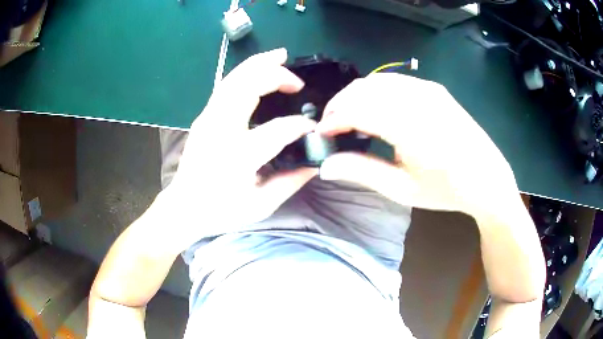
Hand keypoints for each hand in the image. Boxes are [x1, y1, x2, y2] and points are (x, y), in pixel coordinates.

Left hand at [159, 48, 317, 250]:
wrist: (184, 207)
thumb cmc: (220, 211)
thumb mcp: (260, 205)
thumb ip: (290, 182)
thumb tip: (315, 163)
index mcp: (237, 156)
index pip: (277, 130)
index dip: (300, 127)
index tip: (313, 131)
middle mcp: (220, 130)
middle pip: (248, 87)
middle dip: (276, 76)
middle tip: (297, 81)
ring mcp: (208, 119)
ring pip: (234, 79)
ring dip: (258, 63)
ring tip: (279, 55)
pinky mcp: (203, 117)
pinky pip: (225, 86)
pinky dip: (244, 72)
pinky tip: (256, 69)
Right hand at [316, 73, 519, 218]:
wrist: (486, 178)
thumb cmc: (446, 190)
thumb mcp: (402, 188)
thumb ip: (361, 172)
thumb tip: (325, 165)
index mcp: (410, 126)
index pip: (357, 109)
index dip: (333, 119)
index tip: (321, 134)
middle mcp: (418, 98)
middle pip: (363, 88)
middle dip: (340, 104)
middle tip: (332, 126)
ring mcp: (428, 89)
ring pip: (377, 80)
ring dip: (357, 95)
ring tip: (350, 117)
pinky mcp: (434, 88)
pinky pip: (395, 81)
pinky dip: (376, 90)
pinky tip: (376, 107)